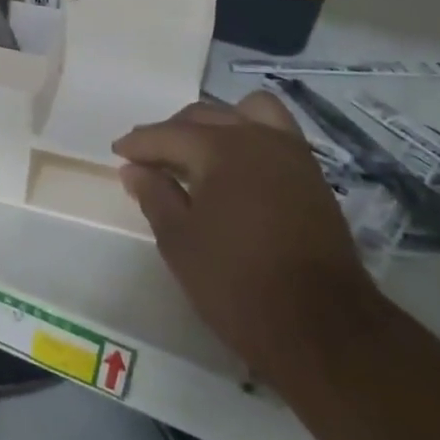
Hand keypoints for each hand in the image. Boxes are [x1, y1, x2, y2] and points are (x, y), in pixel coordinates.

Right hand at [114, 92, 379, 374]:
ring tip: (199, 151)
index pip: (168, 134)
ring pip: (246, 113)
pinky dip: (249, 136)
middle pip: (205, 116)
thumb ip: (155, 196)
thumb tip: (134, 169)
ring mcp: (291, 153)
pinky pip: (274, 133)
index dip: (138, 143)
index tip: (117, 151)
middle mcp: (257, 137)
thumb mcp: (180, 242)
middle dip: (172, 131)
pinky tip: (235, 167)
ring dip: (217, 123)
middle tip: (149, 156)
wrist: (322, 327)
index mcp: (220, 148)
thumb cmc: (237, 283)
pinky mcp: (312, 176)